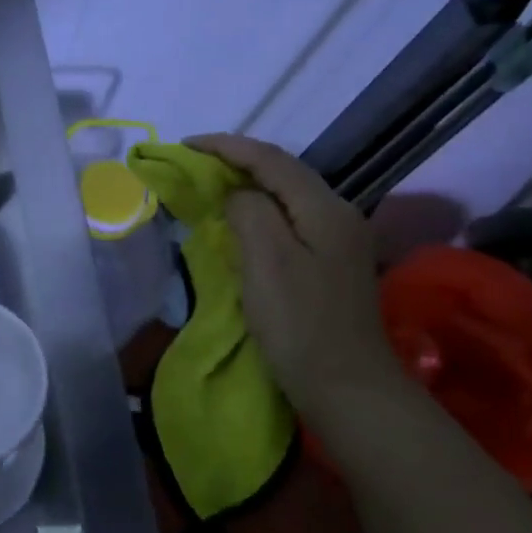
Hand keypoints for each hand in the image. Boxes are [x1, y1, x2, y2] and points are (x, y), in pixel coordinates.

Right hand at [187, 134, 405, 414]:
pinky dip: (260, 209)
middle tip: (194, 162)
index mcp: (325, 208)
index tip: (185, 145)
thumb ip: (249, 212)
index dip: (226, 146)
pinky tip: (241, 219)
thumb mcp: (267, 261)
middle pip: (283, 171)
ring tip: (211, 183)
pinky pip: (290, 218)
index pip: (271, 159)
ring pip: (287, 194)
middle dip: (237, 160)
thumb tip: (237, 195)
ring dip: (248, 183)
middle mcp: (338, 214)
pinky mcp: (331, 262)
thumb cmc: (300, 324)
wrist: (347, 387)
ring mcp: (339, 239)